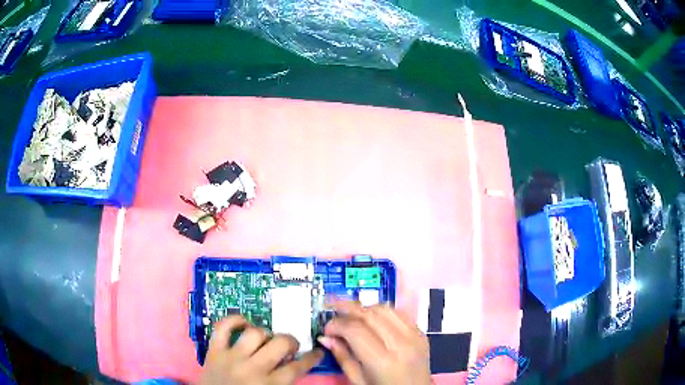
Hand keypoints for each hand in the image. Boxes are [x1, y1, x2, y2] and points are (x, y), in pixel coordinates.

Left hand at [199, 315, 323, 384]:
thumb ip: (284, 383)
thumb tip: (295, 365)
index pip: (298, 368)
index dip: (312, 358)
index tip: (317, 352)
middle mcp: (253, 368)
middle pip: (280, 344)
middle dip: (290, 342)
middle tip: (289, 346)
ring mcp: (232, 357)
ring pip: (255, 333)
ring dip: (264, 334)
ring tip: (265, 340)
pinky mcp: (214, 350)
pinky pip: (223, 327)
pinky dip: (234, 320)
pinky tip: (244, 323)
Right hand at [318, 301, 430, 384]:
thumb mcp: (358, 380)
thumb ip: (342, 357)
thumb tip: (325, 337)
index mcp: (382, 361)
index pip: (355, 330)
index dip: (337, 325)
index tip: (327, 330)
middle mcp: (401, 344)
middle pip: (370, 315)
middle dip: (347, 309)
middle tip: (332, 312)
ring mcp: (414, 337)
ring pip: (385, 309)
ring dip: (365, 308)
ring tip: (351, 315)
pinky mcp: (420, 333)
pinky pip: (399, 313)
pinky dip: (382, 312)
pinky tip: (372, 319)